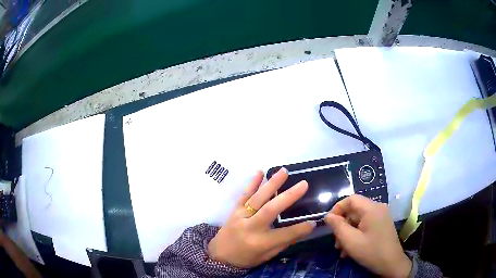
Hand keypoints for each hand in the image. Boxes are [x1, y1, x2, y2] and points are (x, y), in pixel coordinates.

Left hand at [208, 168, 315, 267]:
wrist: (219, 255)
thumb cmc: (245, 258)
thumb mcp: (265, 257)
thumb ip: (282, 243)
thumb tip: (302, 230)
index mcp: (260, 243)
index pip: (285, 235)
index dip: (301, 228)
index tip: (314, 221)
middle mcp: (250, 228)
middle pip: (271, 210)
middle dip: (289, 196)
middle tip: (304, 184)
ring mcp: (240, 217)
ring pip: (258, 198)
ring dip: (272, 184)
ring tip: (284, 171)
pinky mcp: (234, 210)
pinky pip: (244, 195)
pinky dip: (252, 183)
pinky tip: (259, 172)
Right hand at [325, 195, 411, 277]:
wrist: (391, 264)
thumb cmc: (371, 251)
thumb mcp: (350, 240)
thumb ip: (338, 226)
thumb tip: (328, 216)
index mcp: (371, 208)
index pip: (351, 199)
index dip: (337, 208)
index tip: (328, 223)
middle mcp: (377, 208)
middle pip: (354, 211)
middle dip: (342, 226)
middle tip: (336, 242)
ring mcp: (381, 217)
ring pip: (358, 220)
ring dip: (348, 233)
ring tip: (341, 249)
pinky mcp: (381, 225)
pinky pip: (365, 226)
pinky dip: (356, 235)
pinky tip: (350, 250)